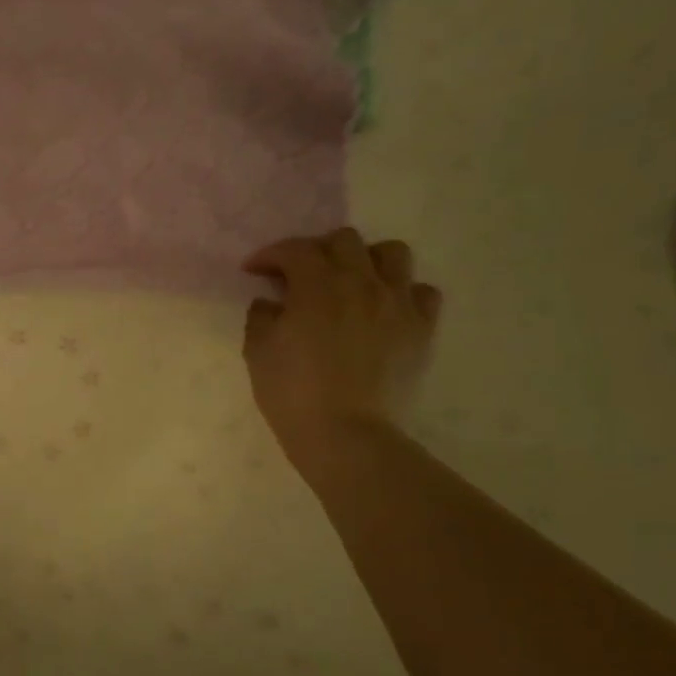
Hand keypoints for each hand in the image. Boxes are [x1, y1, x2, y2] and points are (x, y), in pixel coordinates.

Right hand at [242, 229, 441, 471]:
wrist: (345, 434)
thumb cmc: (292, 392)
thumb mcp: (258, 351)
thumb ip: (261, 316)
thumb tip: (271, 302)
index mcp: (317, 285)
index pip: (294, 250)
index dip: (270, 255)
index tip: (254, 270)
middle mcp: (361, 282)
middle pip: (344, 240)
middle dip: (317, 250)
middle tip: (300, 276)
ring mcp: (397, 303)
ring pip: (392, 253)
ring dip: (366, 260)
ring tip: (350, 283)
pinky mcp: (421, 328)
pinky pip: (421, 292)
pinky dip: (402, 292)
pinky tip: (384, 310)